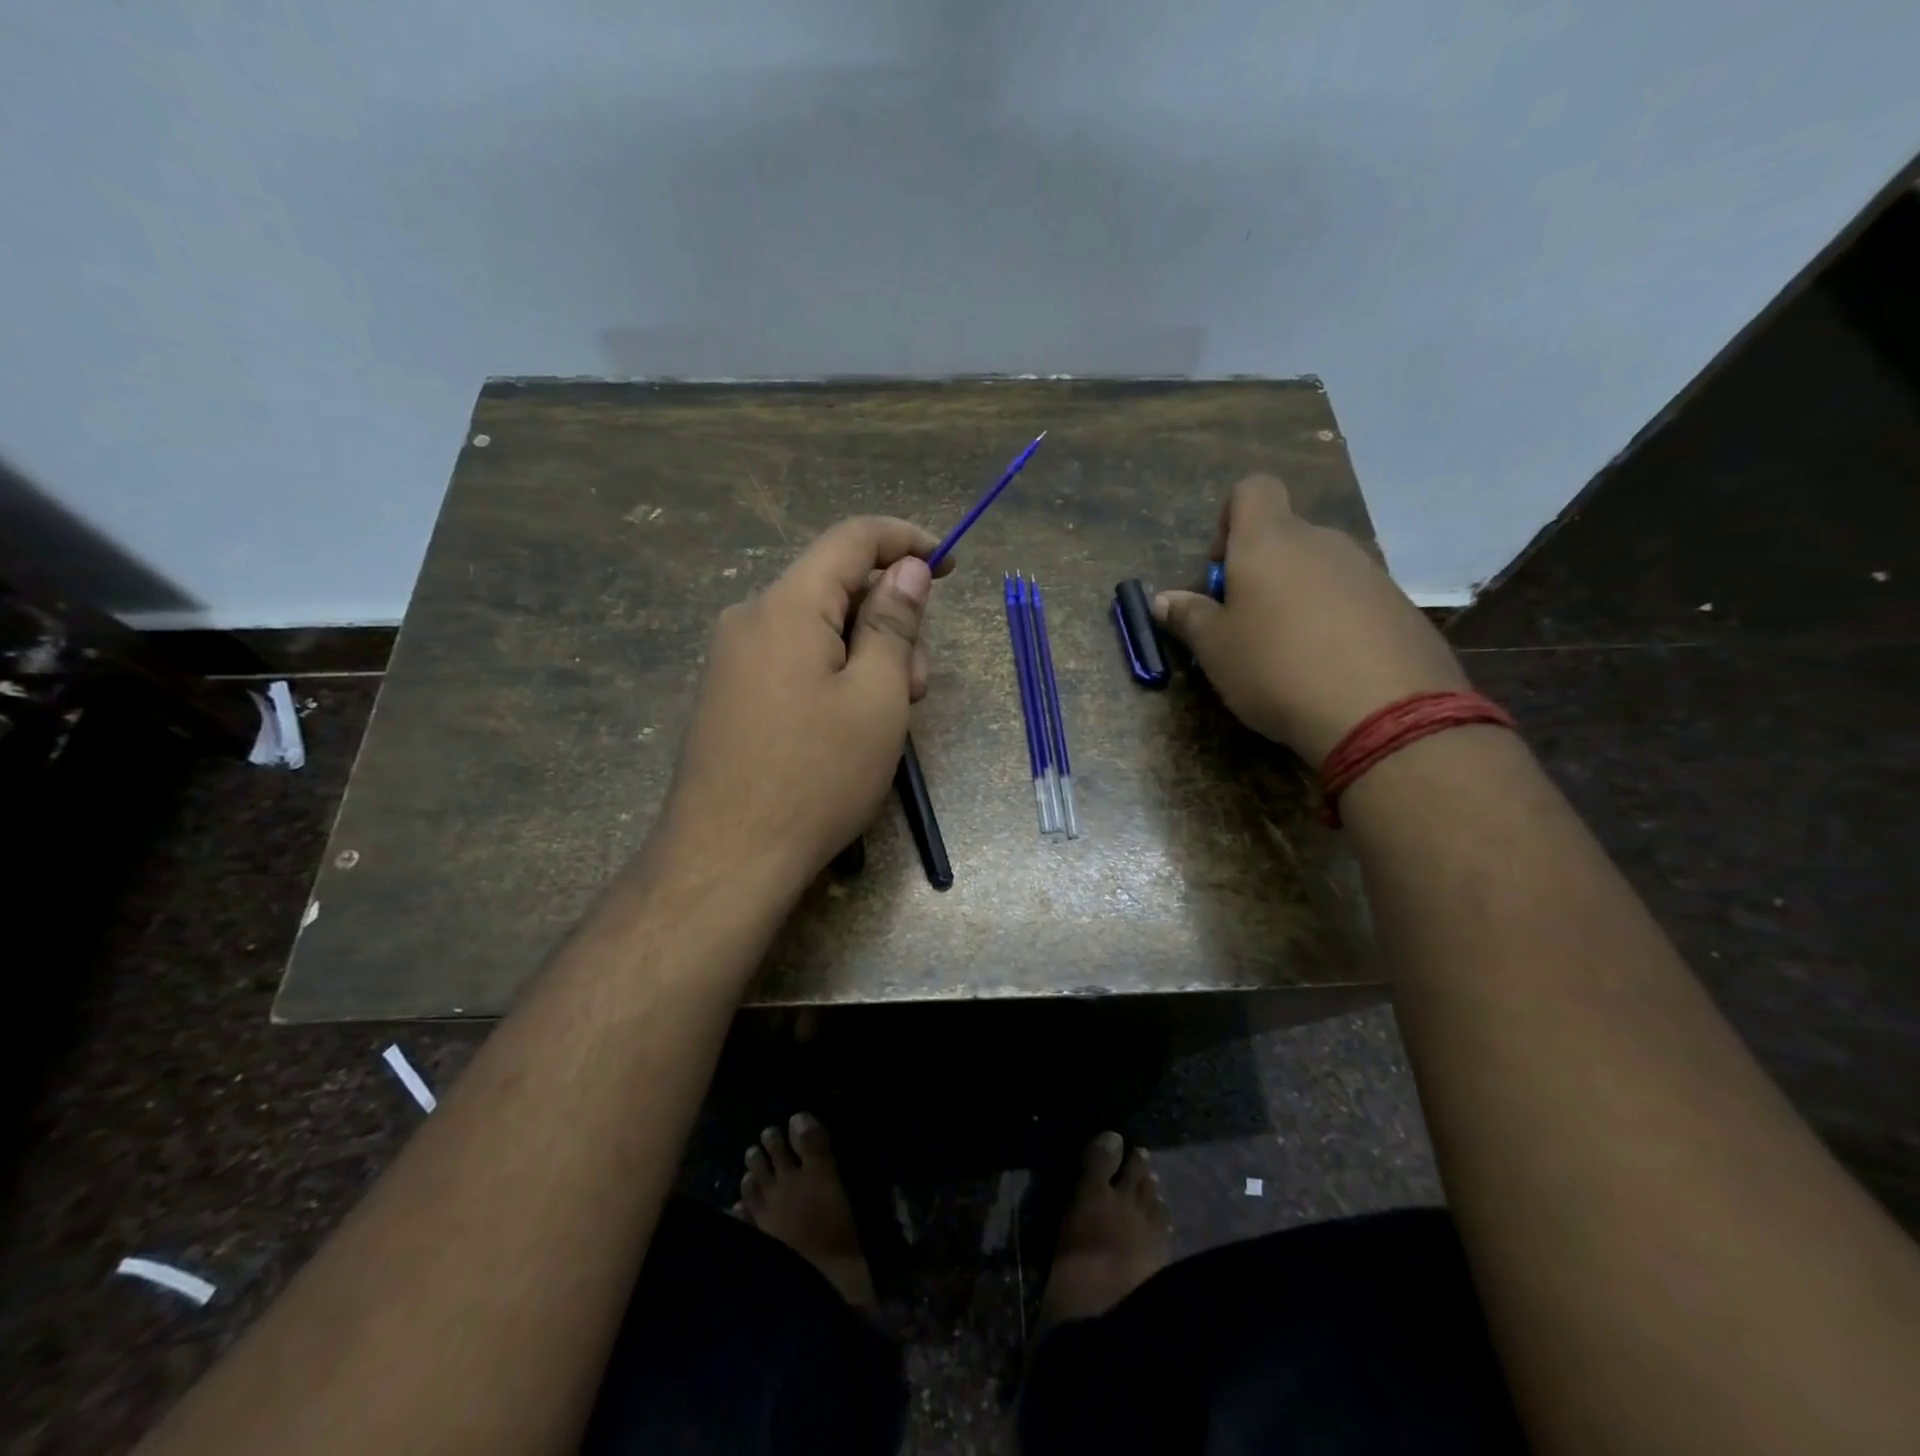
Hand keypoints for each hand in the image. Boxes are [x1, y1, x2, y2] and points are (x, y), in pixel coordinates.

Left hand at [659, 516, 951, 897]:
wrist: (727, 857)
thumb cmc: (816, 776)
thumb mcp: (876, 697)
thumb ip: (893, 623)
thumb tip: (907, 568)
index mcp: (787, 605)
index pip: (852, 539)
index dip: (906, 541)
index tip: (949, 565)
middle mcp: (751, 618)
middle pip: (836, 589)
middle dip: (889, 621)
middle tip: (916, 686)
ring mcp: (734, 659)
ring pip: (818, 630)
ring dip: (865, 655)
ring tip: (886, 719)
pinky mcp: (731, 695)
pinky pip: (794, 661)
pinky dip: (835, 676)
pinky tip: (848, 727)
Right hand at [1153, 475, 1468, 766]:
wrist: (1381, 712)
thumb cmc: (1276, 668)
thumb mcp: (1215, 649)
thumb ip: (1189, 617)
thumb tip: (1164, 600)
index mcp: (1270, 542)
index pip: (1252, 489)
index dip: (1231, 519)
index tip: (1223, 570)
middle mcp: (1322, 542)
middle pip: (1286, 537)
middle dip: (1261, 571)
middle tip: (1246, 625)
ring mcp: (1368, 572)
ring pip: (1320, 571)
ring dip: (1298, 598)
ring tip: (1288, 655)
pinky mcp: (1400, 606)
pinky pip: (1354, 600)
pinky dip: (1335, 622)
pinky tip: (1329, 668)